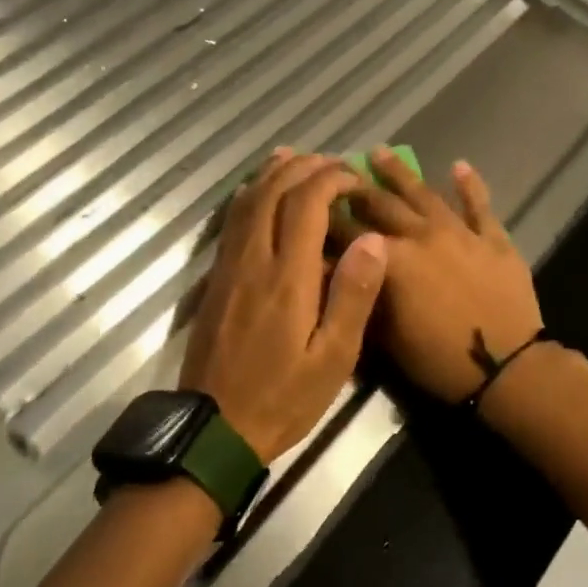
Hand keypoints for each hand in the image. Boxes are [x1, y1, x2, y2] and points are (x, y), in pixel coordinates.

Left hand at [180, 149, 386, 463]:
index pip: (306, 203)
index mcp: (288, 277)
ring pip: (247, 201)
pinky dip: (247, 195)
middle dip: (305, 168)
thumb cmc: (283, 397)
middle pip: (274, 192)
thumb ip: (352, 295)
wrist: (215, 429)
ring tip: (296, 157)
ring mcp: (229, 267)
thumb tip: (372, 239)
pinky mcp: (215, 279)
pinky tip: (256, 191)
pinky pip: (231, 222)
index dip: (332, 180)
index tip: (356, 180)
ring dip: (273, 173)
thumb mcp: (333, 358)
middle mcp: (254, 260)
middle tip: (334, 163)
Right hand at [332, 149, 542, 403]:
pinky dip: (469, 184)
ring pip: (425, 194)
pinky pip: (479, 205)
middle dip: (355, 187)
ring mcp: (459, 233)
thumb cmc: (438, 359)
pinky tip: (459, 165)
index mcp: (391, 259)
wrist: (506, 366)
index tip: (308, 202)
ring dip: (400, 172)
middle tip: (336, 170)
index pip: (348, 232)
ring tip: (379, 151)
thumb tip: (338, 272)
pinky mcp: (493, 239)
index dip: (325, 217)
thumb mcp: (385, 338)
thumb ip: (361, 297)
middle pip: (382, 204)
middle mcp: (421, 235)